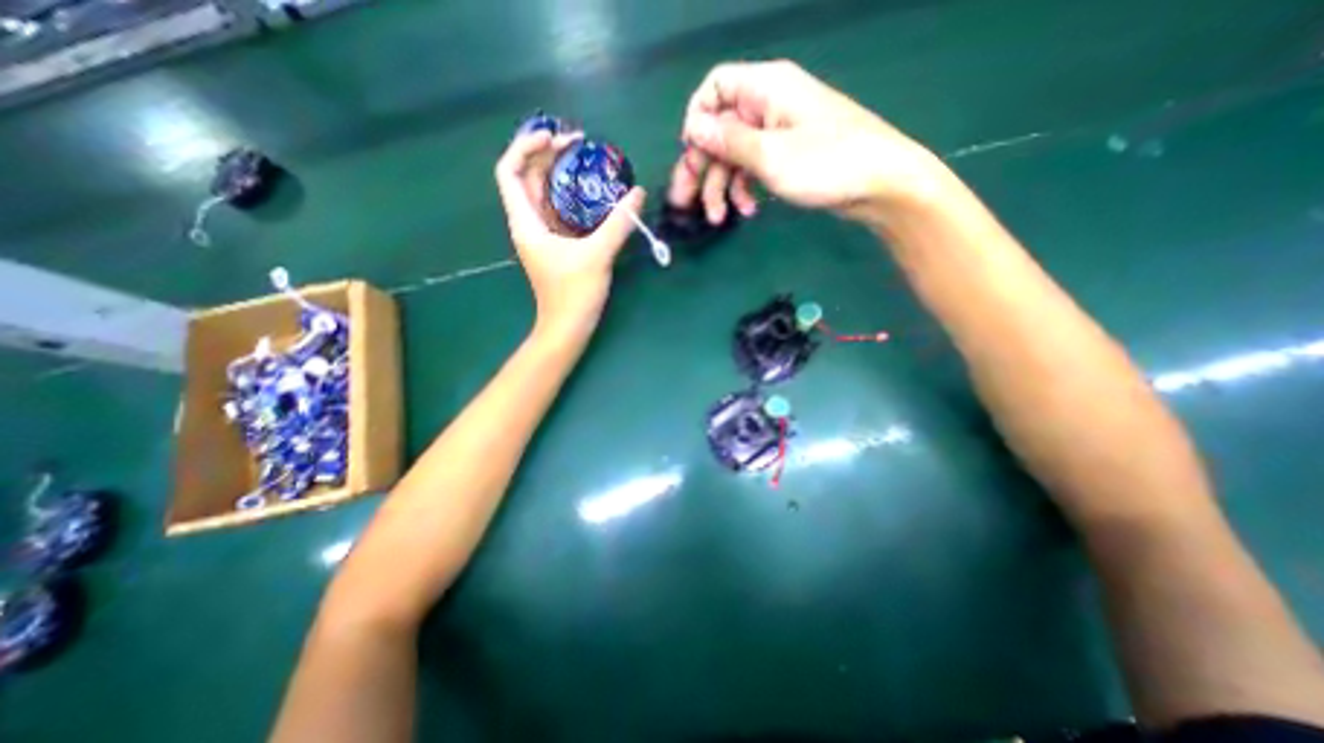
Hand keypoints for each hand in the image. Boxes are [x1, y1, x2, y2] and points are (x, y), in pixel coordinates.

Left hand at [498, 131, 646, 335]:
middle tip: (579, 143)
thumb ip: (618, 223)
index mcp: (527, 222)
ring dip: (560, 174)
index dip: (525, 147)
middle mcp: (529, 224)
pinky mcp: (556, 245)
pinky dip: (571, 196)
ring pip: (544, 194)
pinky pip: (559, 210)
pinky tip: (592, 192)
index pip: (509, 172)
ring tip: (587, 160)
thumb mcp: (598, 255)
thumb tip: (637, 193)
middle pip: (527, 177)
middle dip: (548, 154)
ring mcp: (543, 235)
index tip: (555, 137)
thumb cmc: (574, 294)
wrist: (567, 327)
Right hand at [673, 60, 951, 224]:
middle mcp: (768, 105)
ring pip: (735, 155)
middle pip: (720, 131)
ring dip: (722, 187)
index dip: (697, 120)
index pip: (715, 88)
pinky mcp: (786, 156)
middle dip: (702, 168)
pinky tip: (748, 210)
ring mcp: (777, 132)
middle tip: (685, 202)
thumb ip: (729, 141)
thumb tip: (693, 128)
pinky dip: (745, 189)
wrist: (879, 185)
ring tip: (719, 218)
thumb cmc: (826, 163)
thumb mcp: (770, 155)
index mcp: (765, 89)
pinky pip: (754, 168)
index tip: (690, 155)